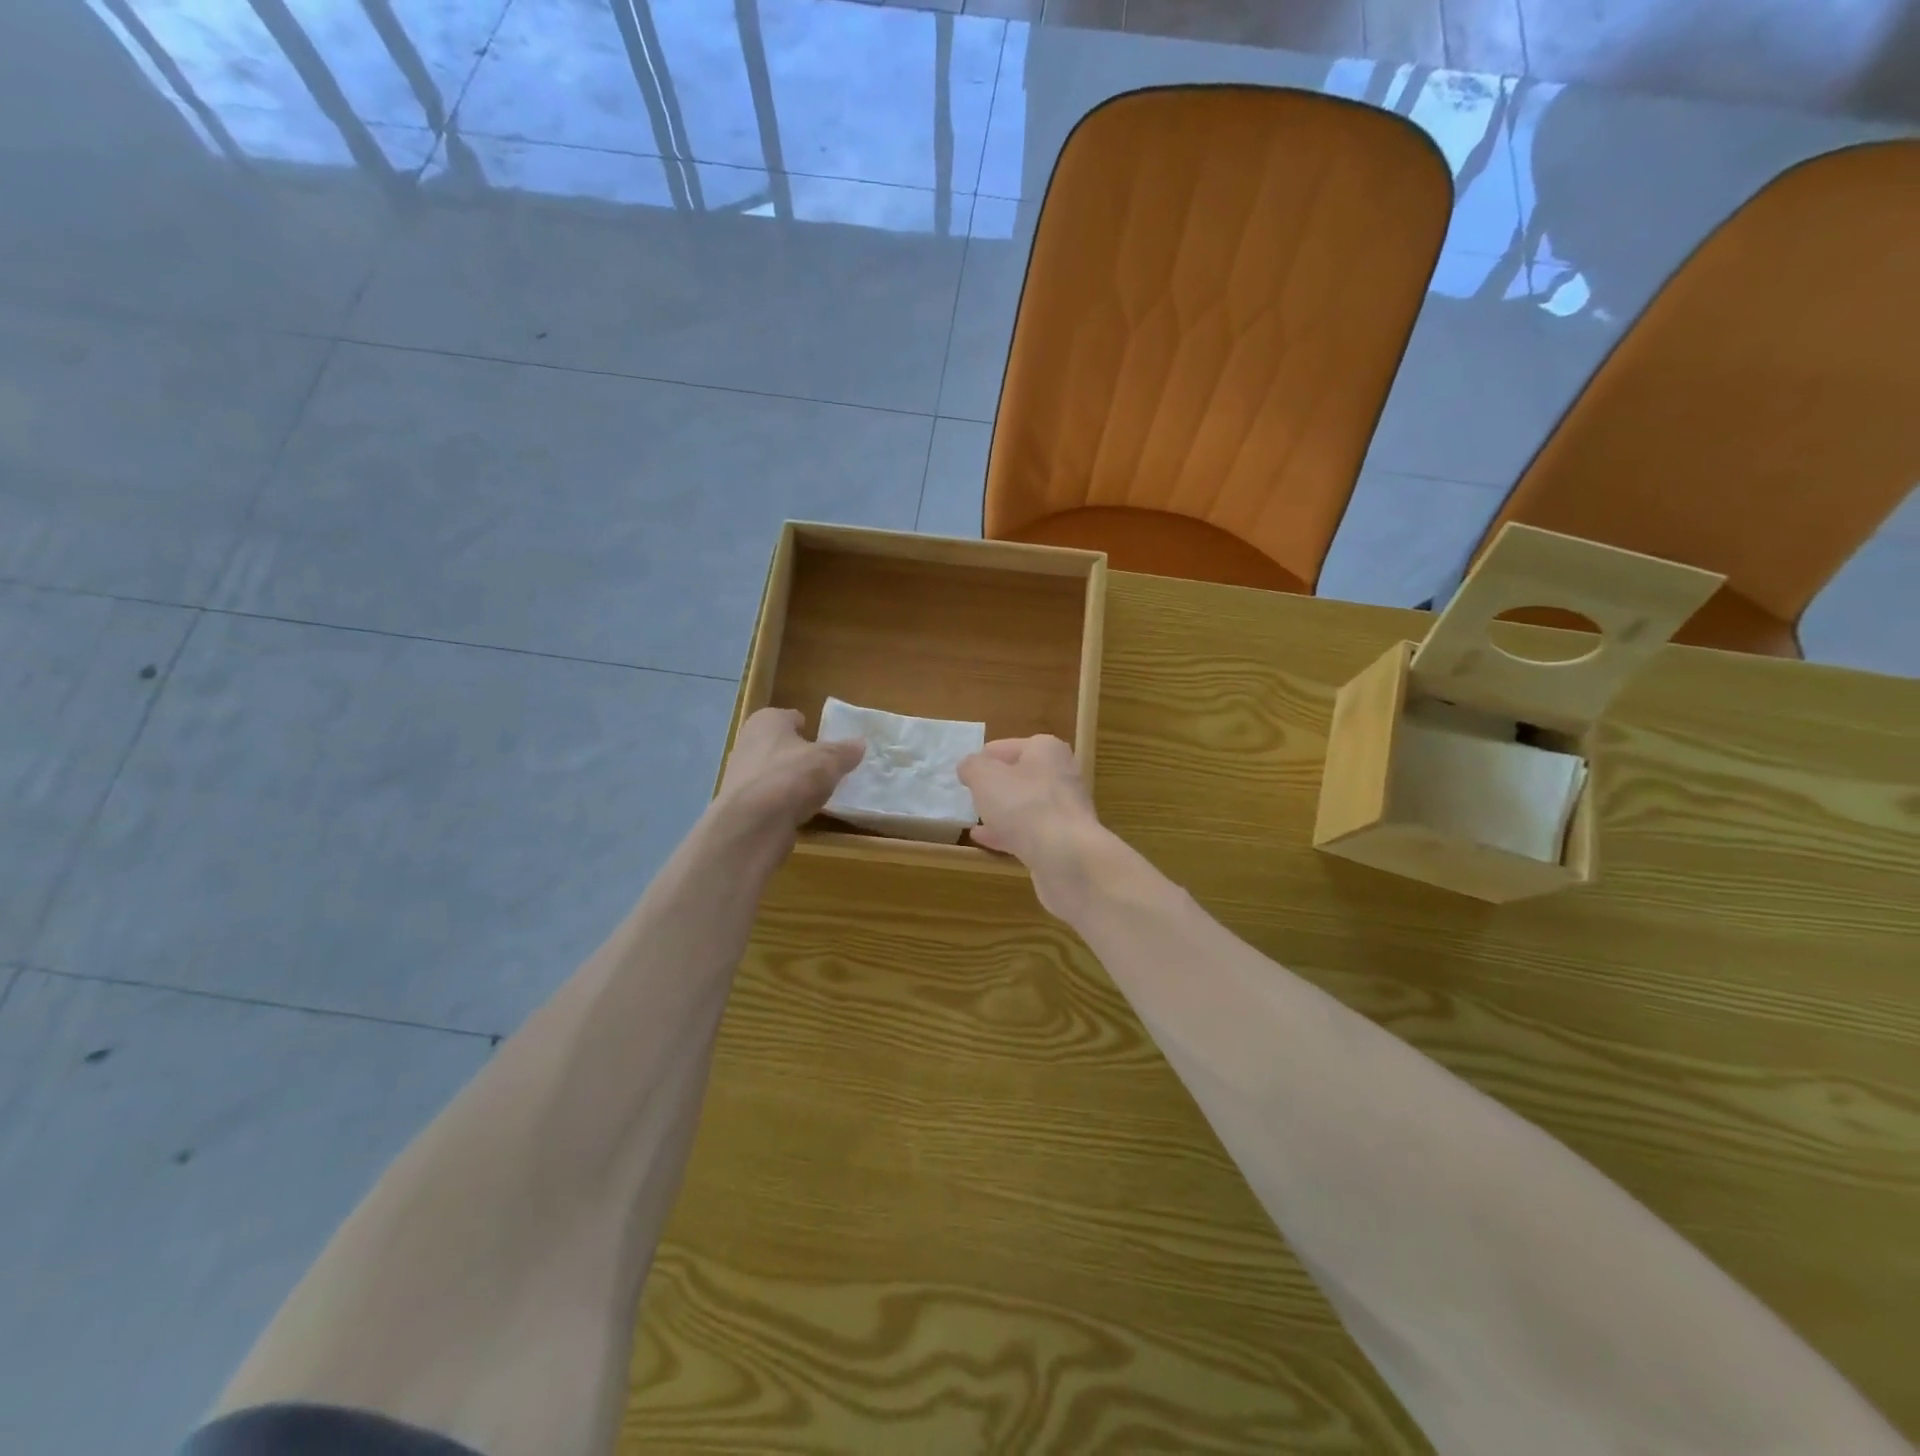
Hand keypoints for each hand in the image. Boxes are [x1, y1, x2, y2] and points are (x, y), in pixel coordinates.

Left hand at [716, 708, 863, 832]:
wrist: (753, 823)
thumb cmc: (792, 776)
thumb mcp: (829, 761)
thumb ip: (845, 751)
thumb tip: (860, 744)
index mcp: (767, 721)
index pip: (791, 717)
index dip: (809, 727)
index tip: (825, 740)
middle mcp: (748, 742)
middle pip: (780, 745)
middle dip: (799, 755)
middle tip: (825, 766)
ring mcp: (740, 775)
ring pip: (773, 772)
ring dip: (791, 780)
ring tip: (816, 792)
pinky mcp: (741, 804)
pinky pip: (770, 798)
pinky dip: (783, 802)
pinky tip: (800, 812)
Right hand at [958, 736, 1106, 912]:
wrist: (1066, 857)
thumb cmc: (1024, 805)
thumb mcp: (985, 777)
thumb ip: (972, 767)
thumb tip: (969, 767)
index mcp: (1045, 750)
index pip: (1005, 747)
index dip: (982, 760)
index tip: (963, 776)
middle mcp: (1060, 775)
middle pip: (1018, 776)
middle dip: (994, 786)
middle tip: (970, 797)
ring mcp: (1064, 809)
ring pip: (1024, 806)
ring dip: (1001, 811)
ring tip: (974, 818)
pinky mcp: (1063, 839)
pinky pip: (1029, 831)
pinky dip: (1007, 833)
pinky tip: (983, 840)